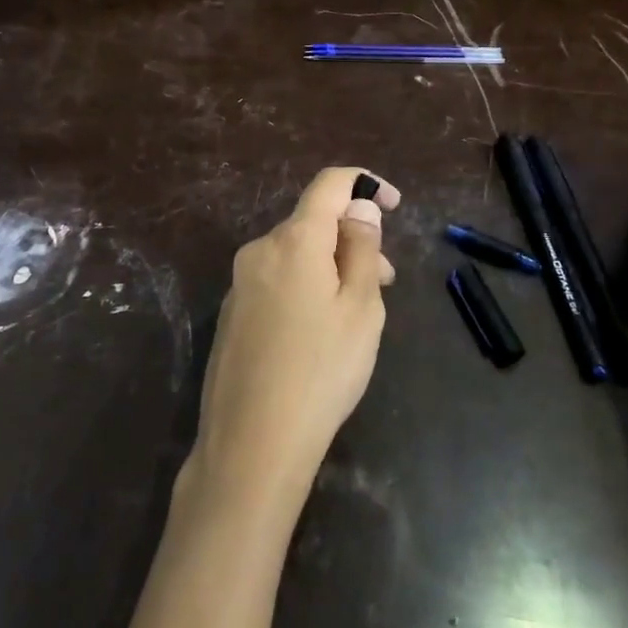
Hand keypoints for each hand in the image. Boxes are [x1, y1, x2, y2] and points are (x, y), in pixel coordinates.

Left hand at [189, 168, 400, 508]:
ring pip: (296, 254)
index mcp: (294, 240)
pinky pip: (277, 280)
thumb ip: (362, 248)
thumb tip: (359, 207)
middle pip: (313, 223)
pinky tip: (319, 333)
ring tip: (357, 312)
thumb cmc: (321, 371)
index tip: (394, 203)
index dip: (365, 183)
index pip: (329, 184)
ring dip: (331, 266)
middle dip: (352, 238)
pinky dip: (305, 287)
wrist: (251, 444)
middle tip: (386, 280)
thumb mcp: (361, 308)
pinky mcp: (233, 313)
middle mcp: (260, 249)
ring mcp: (240, 282)